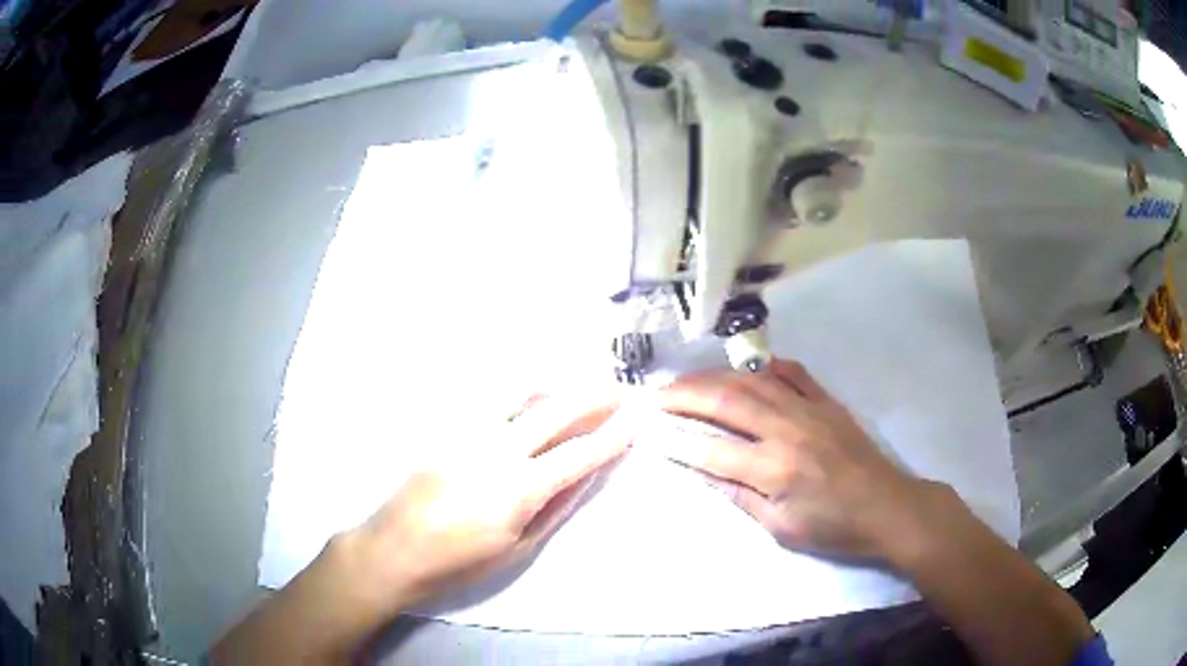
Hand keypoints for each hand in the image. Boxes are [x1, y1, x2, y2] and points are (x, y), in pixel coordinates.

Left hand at [212, 392, 628, 663]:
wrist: (394, 549)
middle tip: (618, 389)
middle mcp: (498, 450)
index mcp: (519, 488)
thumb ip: (556, 507)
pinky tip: (534, 387)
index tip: (637, 417)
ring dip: (558, 384)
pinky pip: (493, 400)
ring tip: (582, 380)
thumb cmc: (460, 562)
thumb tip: (586, 475)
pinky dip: (522, 390)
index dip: (612, 435)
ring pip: (522, 395)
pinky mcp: (449, 430)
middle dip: (592, 397)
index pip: (579, 453)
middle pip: (555, 411)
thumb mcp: (518, 548)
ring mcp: (469, 434)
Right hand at [657, 358, 940, 561]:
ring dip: (715, 377)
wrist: (887, 507)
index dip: (677, 440)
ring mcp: (809, 410)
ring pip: (753, 381)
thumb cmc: (834, 528)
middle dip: (685, 395)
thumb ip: (742, 497)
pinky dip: (767, 367)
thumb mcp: (783, 529)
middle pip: (727, 403)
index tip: (649, 430)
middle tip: (656, 393)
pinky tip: (748, 366)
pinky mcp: (827, 402)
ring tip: (687, 378)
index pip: (712, 450)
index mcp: (774, 470)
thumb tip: (705, 472)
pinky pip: (794, 374)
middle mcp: (787, 431)